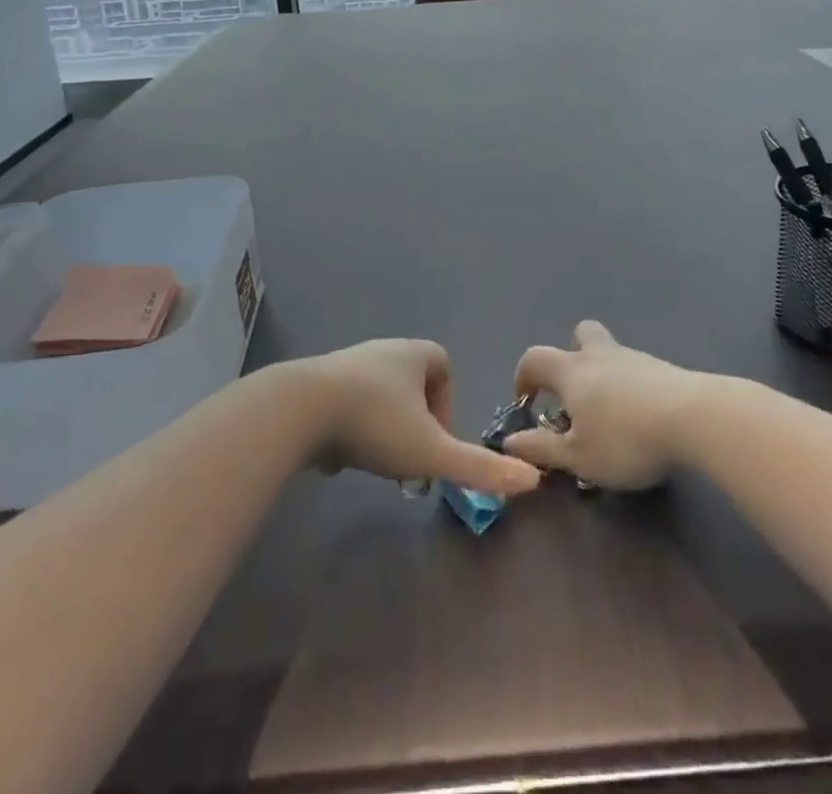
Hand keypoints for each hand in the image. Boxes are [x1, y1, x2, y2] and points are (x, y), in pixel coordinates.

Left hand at [293, 340, 540, 498]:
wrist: (299, 409)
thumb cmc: (374, 423)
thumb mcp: (431, 451)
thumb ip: (479, 468)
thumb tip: (532, 479)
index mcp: (412, 355)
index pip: (442, 364)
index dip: (447, 401)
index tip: (438, 439)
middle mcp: (381, 351)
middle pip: (409, 381)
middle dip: (414, 419)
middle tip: (410, 457)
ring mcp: (345, 365)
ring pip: (377, 393)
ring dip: (382, 424)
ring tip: (377, 460)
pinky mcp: (316, 384)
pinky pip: (344, 402)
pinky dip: (350, 426)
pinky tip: (342, 453)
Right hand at [501, 321, 702, 489]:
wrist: (695, 418)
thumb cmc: (625, 438)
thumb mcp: (578, 457)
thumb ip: (542, 449)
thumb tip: (511, 441)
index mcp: (571, 372)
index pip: (534, 359)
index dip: (524, 376)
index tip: (527, 402)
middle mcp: (600, 355)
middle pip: (580, 335)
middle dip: (572, 354)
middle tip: (576, 392)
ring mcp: (636, 358)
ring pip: (612, 353)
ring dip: (605, 375)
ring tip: (612, 417)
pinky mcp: (665, 370)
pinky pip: (638, 371)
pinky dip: (632, 388)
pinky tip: (643, 419)